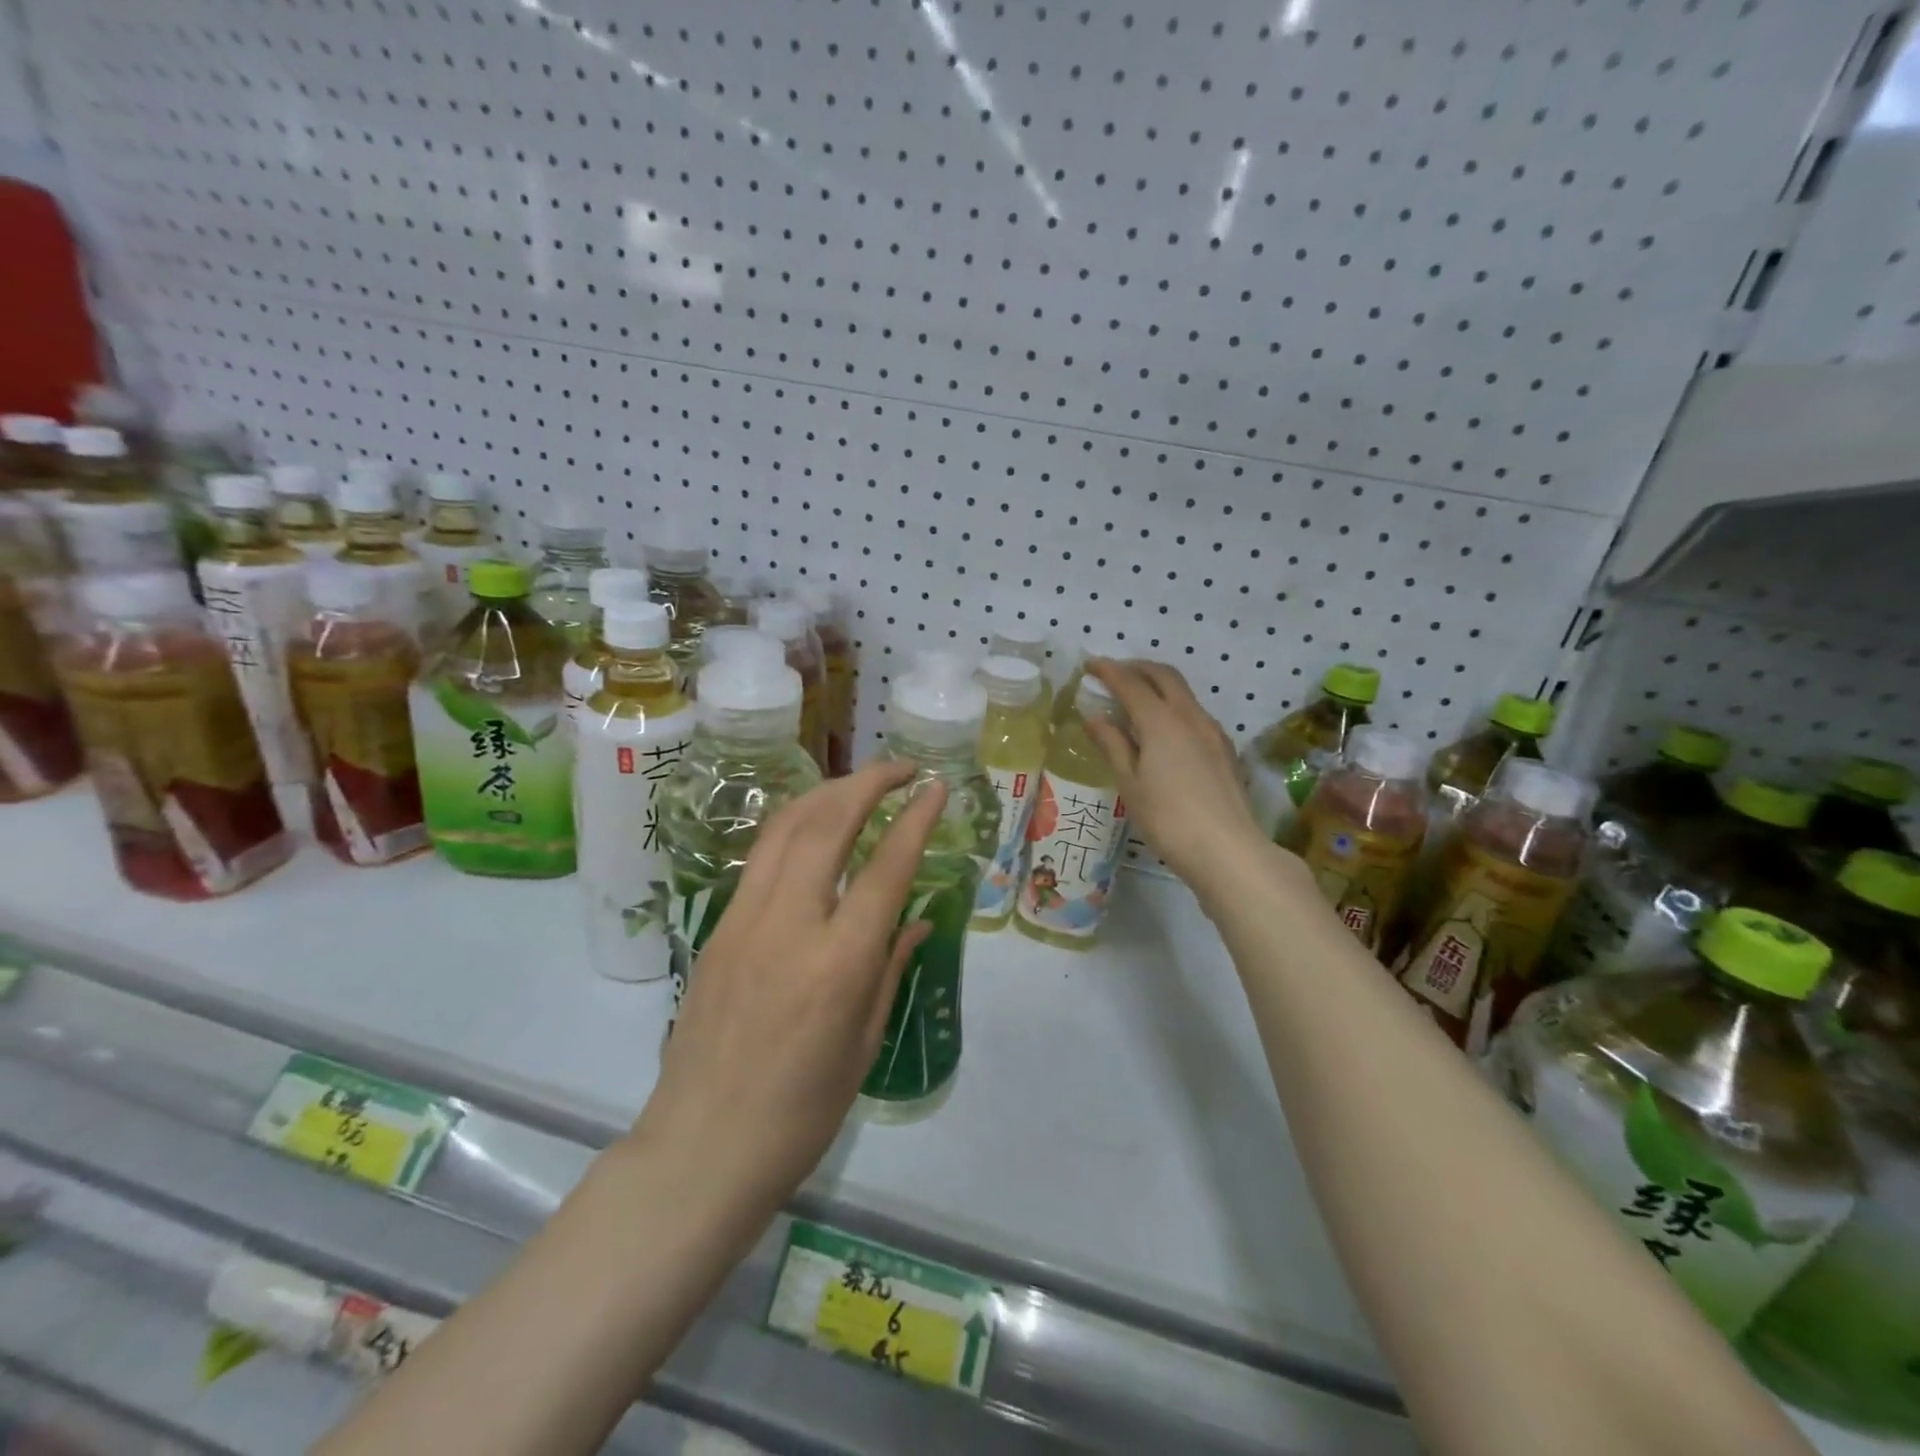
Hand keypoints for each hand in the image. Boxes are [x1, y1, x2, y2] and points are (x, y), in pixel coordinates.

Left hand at [632, 761, 947, 1224]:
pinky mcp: (716, 927)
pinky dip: (794, 826)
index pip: (886, 866)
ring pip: (784, 827)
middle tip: (900, 770)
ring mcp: (744, 920)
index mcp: (839, 962)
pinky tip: (813, 829)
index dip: (915, 818)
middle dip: (868, 782)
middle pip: (827, 823)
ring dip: (826, 793)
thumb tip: (914, 920)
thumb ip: (889, 968)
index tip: (935, 787)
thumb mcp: (863, 1043)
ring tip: (859, 784)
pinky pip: (760, 858)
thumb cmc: (800, 1113)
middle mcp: (790, 924)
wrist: (701, 1148)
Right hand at [1082, 659, 1270, 885]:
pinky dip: (1174, 706)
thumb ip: (1113, 746)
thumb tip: (1094, 718)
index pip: (1130, 683)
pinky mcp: (1225, 749)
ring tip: (1136, 699)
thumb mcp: (1130, 784)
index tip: (1090, 664)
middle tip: (1115, 673)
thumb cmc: (1168, 819)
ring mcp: (1213, 731)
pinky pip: (1195, 713)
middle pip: (1164, 676)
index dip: (1108, 671)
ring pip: (1184, 693)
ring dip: (1158, 685)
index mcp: (1161, 722)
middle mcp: (1190, 716)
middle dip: (1137, 667)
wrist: (1227, 849)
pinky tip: (1164, 729)